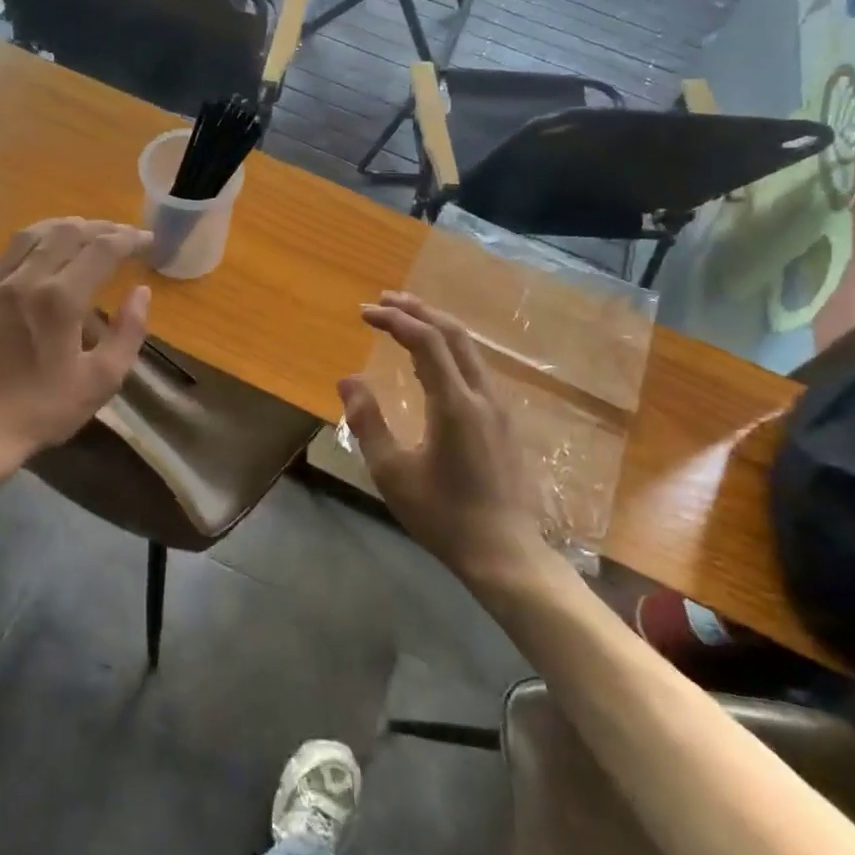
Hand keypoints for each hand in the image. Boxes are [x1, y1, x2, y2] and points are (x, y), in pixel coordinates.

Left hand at [0, 218, 151, 460]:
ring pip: (35, 233)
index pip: (102, 249)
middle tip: (125, 237)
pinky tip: (47, 253)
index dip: (130, 239)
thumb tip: (141, 292)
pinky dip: (37, 241)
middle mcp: (27, 279)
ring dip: (68, 227)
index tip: (149, 241)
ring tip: (90, 234)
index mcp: (60, 299)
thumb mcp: (101, 380)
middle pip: (68, 231)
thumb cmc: (44, 409)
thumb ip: (128, 332)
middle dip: (103, 228)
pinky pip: (10, 251)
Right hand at [338, 292, 547, 584]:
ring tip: (406, 320)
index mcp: (456, 404)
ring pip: (469, 350)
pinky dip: (450, 351)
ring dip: (437, 328)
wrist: (506, 554)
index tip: (364, 312)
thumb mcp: (392, 473)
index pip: (426, 341)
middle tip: (385, 300)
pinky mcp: (505, 423)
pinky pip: (476, 369)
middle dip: (419, 310)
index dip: (394, 319)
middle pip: (454, 335)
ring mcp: (500, 409)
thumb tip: (348, 380)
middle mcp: (483, 396)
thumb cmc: (443, 516)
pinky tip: (433, 363)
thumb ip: (368, 422)